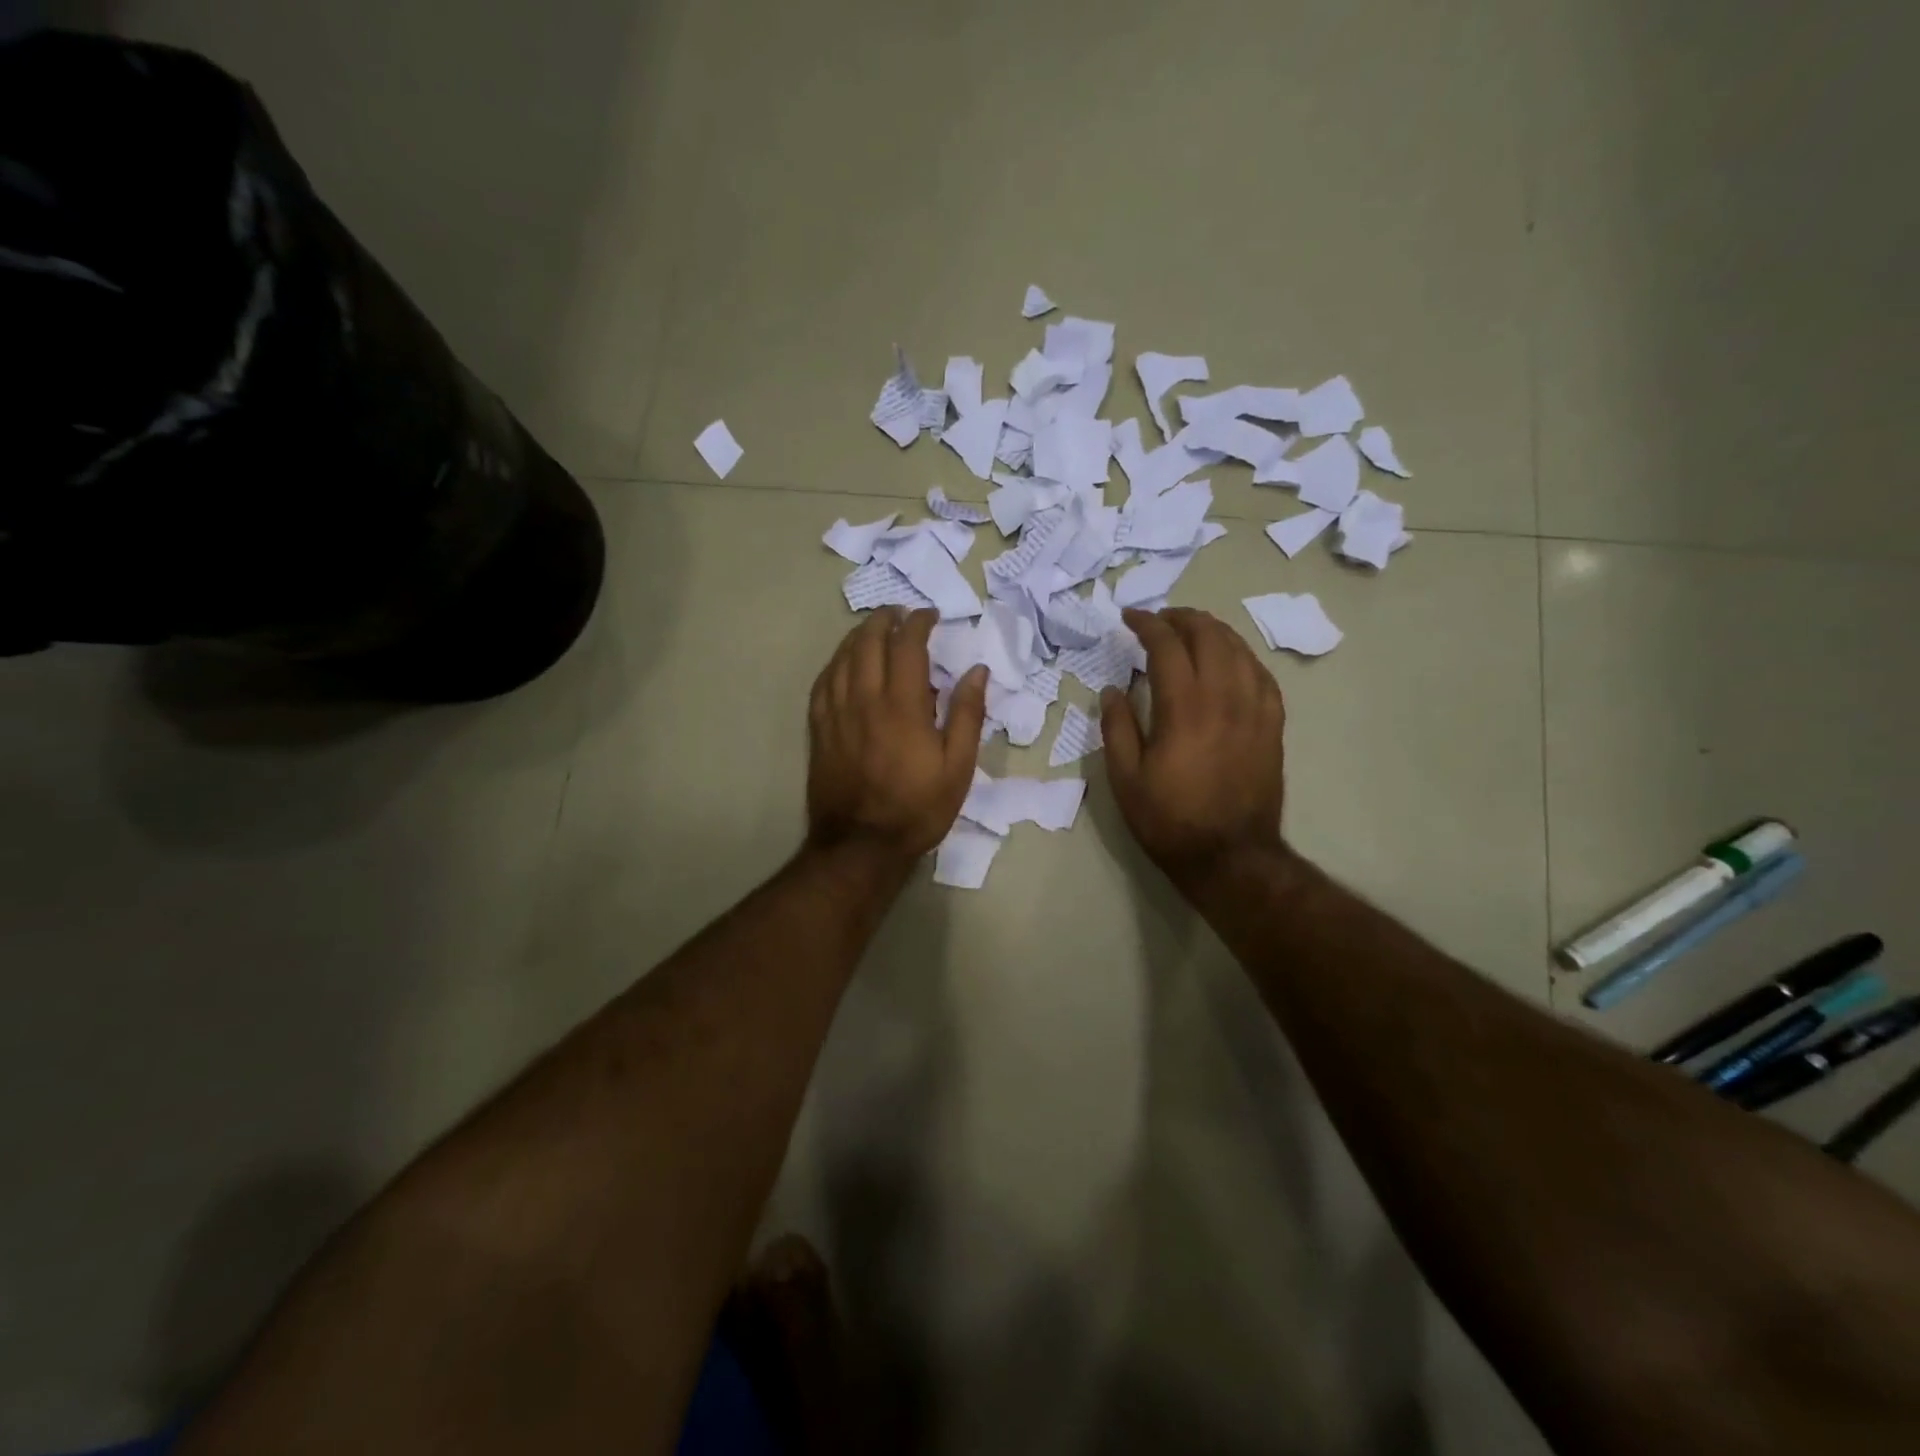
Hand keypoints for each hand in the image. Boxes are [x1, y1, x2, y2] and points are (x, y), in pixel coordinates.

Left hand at [806, 607, 987, 862]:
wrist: (861, 846)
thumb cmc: (917, 808)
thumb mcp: (958, 767)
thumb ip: (967, 714)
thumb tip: (976, 671)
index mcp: (902, 706)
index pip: (907, 645)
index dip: (918, 623)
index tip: (930, 615)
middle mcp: (864, 699)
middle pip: (868, 642)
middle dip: (884, 619)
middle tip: (900, 613)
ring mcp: (836, 713)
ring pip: (841, 657)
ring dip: (858, 635)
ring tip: (873, 629)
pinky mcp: (819, 729)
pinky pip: (822, 682)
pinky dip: (835, 662)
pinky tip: (843, 662)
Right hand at [1101, 608, 1287, 883]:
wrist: (1230, 856)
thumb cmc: (1169, 820)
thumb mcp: (1125, 779)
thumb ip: (1117, 727)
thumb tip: (1114, 689)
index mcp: (1184, 708)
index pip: (1167, 646)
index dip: (1147, 624)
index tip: (1129, 618)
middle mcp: (1224, 698)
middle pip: (1209, 636)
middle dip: (1182, 618)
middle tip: (1159, 620)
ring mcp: (1255, 709)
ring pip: (1239, 649)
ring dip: (1213, 631)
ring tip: (1192, 632)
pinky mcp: (1273, 725)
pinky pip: (1262, 675)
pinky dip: (1242, 656)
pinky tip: (1230, 660)